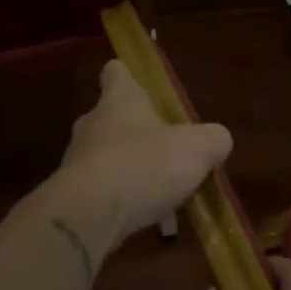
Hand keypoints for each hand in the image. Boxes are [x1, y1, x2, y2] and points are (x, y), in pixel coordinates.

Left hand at [52, 59, 231, 250]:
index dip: (130, 77)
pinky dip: (122, 198)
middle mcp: (93, 124)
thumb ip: (214, 139)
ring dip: (132, 168)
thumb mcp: (198, 149)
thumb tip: (217, 141)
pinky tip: (146, 216)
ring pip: (108, 155)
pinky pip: (103, 190)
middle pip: (114, 117)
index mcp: (120, 101)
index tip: (145, 88)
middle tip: (169, 149)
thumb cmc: (144, 166)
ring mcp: (78, 160)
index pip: (116, 73)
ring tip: (162, 191)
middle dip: (139, 130)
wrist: (89, 216)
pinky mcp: (73, 194)